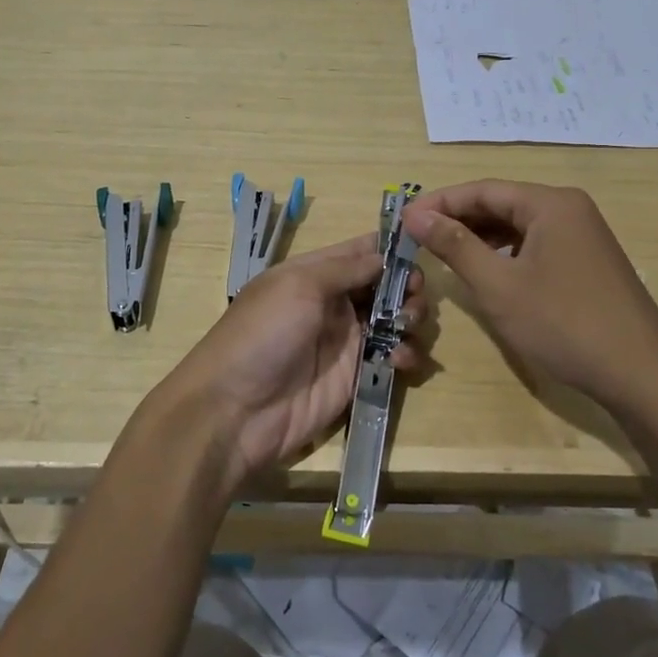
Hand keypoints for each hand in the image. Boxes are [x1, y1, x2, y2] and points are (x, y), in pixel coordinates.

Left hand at [159, 234, 426, 490]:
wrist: (236, 410)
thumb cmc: (264, 334)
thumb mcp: (299, 286)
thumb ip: (345, 268)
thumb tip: (383, 256)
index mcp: (313, 274)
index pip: (359, 251)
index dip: (390, 247)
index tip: (420, 247)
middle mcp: (332, 302)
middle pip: (383, 284)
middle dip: (406, 285)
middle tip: (414, 295)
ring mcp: (345, 340)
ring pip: (394, 319)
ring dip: (410, 317)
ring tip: (409, 325)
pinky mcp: (356, 376)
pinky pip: (392, 357)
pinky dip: (406, 354)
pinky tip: (401, 360)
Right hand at [402, 180, 657, 407]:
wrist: (641, 375)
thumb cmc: (563, 325)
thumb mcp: (499, 286)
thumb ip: (455, 245)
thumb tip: (415, 215)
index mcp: (550, 203)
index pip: (483, 189)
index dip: (439, 202)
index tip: (402, 219)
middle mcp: (569, 208)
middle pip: (502, 203)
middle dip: (458, 219)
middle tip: (417, 238)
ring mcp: (583, 235)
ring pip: (518, 225)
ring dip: (480, 237)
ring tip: (444, 254)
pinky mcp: (588, 261)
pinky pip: (536, 244)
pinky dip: (506, 253)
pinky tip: (487, 271)